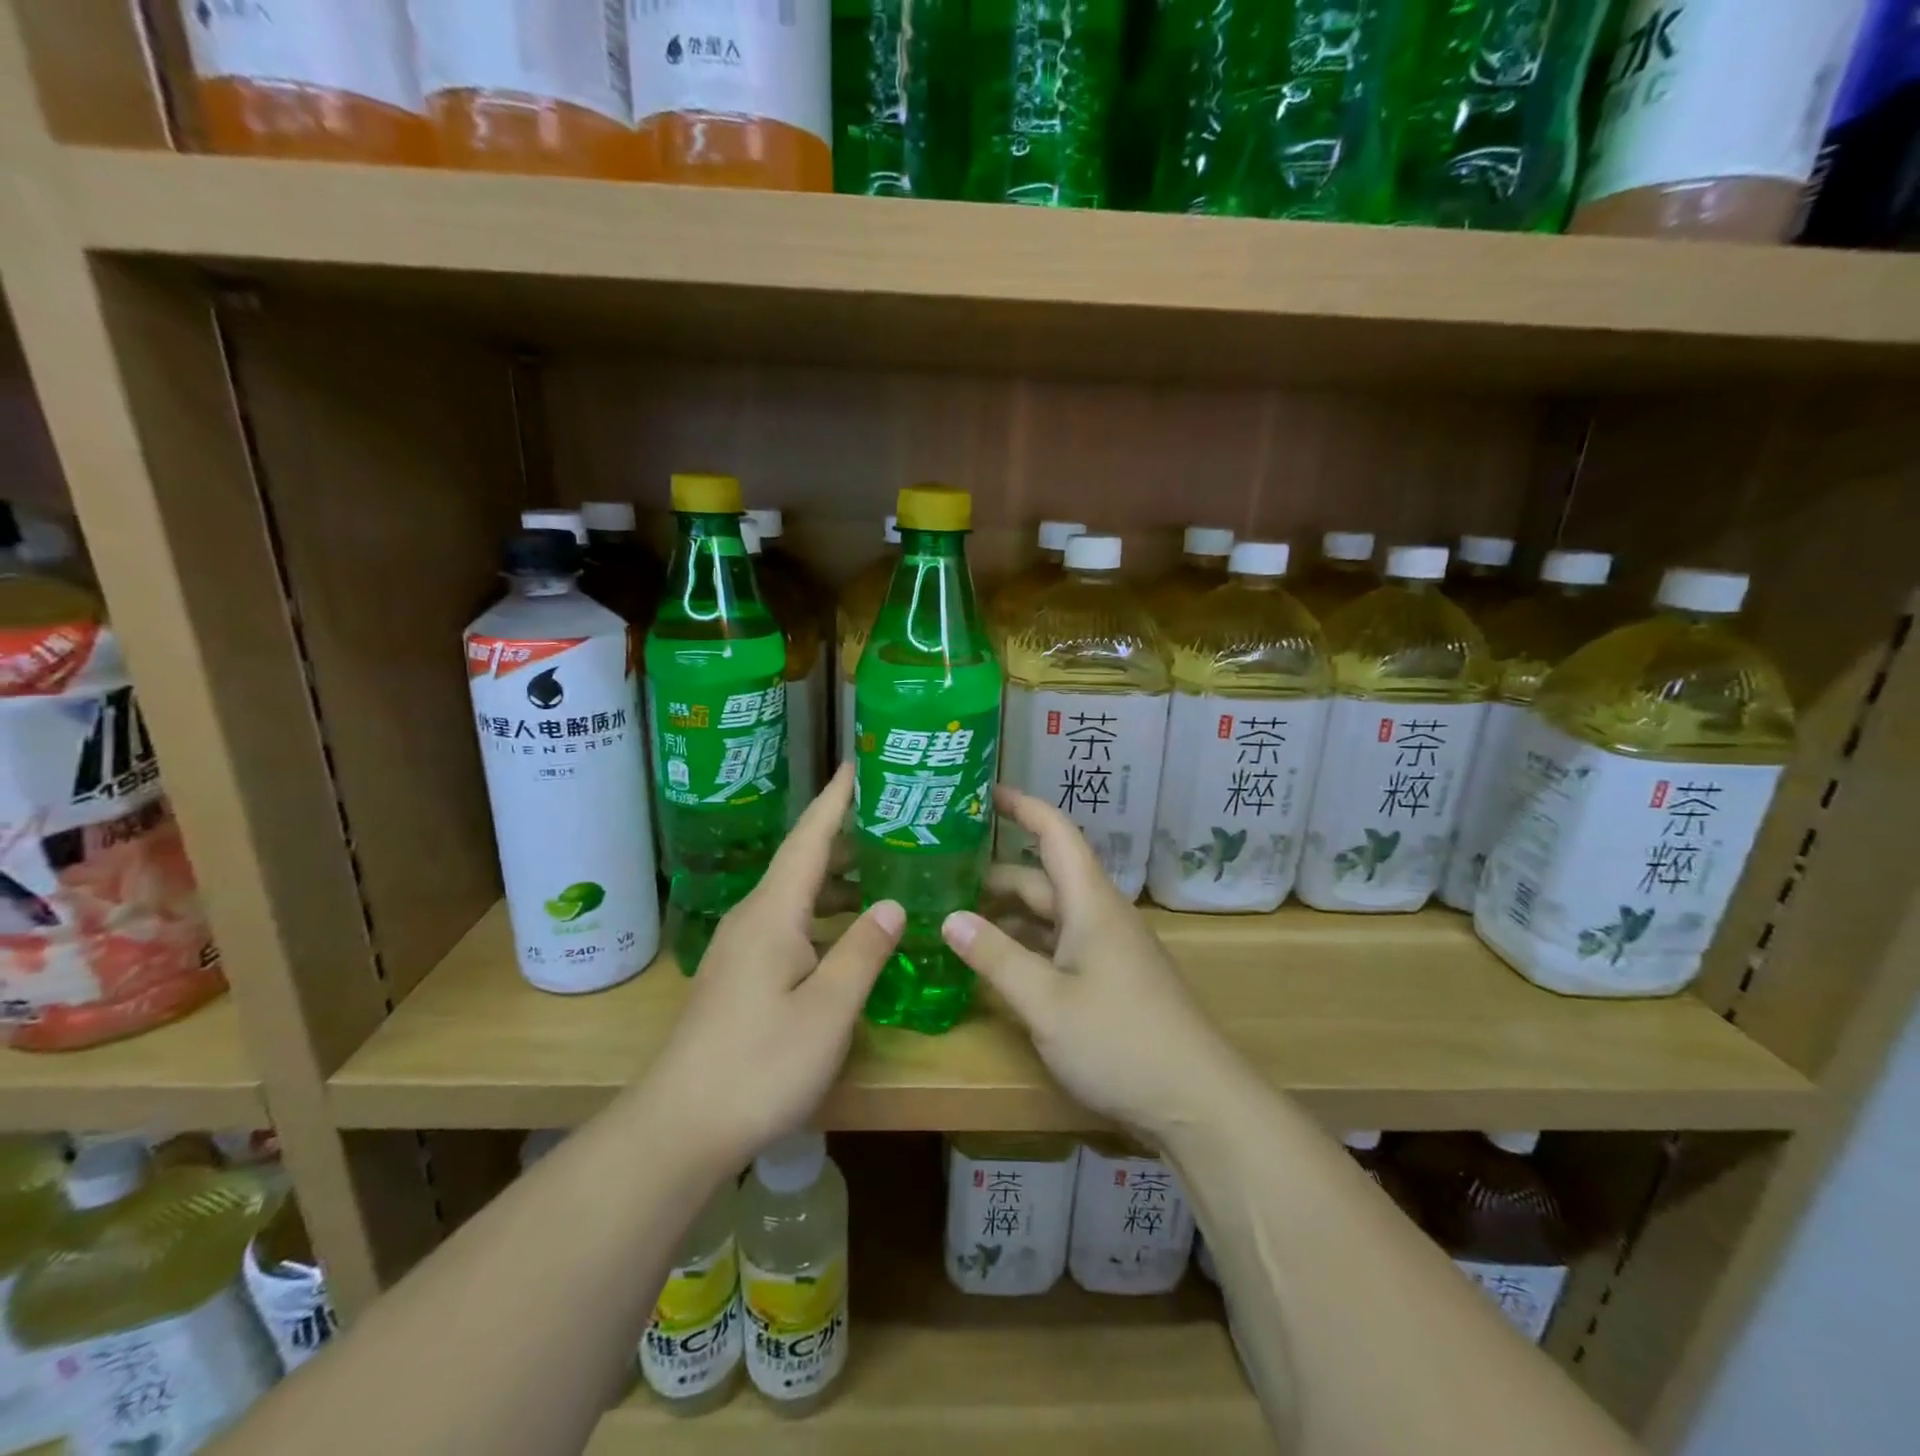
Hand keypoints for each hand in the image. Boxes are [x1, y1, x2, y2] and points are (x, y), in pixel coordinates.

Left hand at [640, 765, 902, 1165]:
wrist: (679, 1127)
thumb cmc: (759, 1065)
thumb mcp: (827, 1011)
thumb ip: (863, 951)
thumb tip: (892, 904)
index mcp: (773, 913)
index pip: (809, 839)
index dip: (836, 800)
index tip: (859, 764)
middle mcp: (754, 918)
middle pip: (803, 861)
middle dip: (845, 835)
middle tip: (892, 816)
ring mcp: (743, 948)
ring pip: (797, 896)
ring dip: (838, 879)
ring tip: (883, 868)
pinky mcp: (741, 976)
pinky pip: (791, 924)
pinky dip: (825, 914)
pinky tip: (849, 932)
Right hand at [942, 786, 1241, 1140]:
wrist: (1199, 1103)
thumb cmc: (1121, 1041)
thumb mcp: (1046, 1002)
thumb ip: (996, 957)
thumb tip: (950, 917)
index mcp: (1090, 902)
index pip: (1055, 833)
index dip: (1022, 807)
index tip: (983, 792)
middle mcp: (1099, 915)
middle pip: (1043, 878)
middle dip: (995, 874)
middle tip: (941, 876)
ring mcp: (1107, 949)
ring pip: (1049, 916)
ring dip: (1006, 915)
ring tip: (954, 918)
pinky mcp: (1110, 981)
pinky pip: (1059, 946)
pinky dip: (1025, 946)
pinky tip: (994, 963)